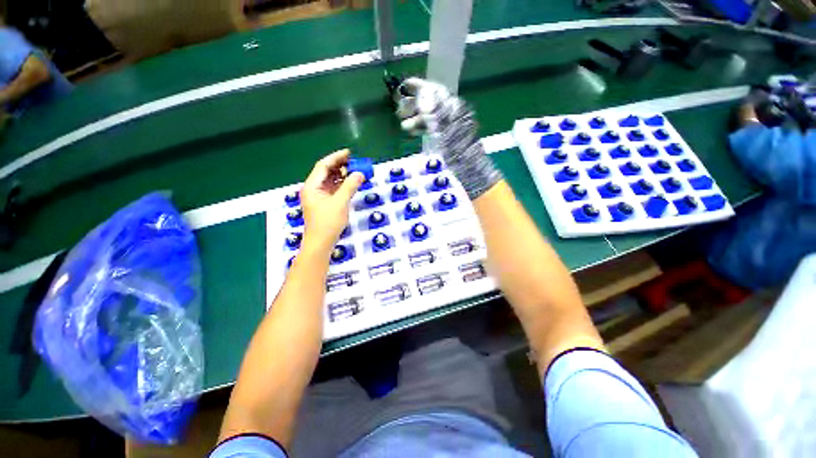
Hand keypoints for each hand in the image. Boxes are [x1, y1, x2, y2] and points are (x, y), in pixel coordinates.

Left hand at [300, 149, 363, 253]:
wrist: (321, 243)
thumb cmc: (328, 223)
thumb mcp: (340, 203)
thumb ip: (350, 186)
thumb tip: (360, 173)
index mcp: (312, 186)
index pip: (323, 166)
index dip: (336, 157)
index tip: (349, 153)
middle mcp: (313, 189)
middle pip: (326, 172)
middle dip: (340, 166)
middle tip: (355, 162)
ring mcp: (318, 197)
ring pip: (330, 181)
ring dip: (342, 175)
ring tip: (355, 171)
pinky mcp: (324, 204)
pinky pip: (333, 189)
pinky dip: (342, 185)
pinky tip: (351, 183)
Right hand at [396, 77, 500, 199]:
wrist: (470, 171)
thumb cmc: (459, 154)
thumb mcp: (447, 133)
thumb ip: (436, 113)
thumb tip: (424, 96)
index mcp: (453, 110)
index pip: (435, 91)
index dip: (420, 87)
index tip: (404, 86)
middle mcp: (451, 114)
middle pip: (430, 102)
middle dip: (414, 104)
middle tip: (400, 111)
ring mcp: (449, 125)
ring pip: (429, 116)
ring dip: (415, 118)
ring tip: (404, 126)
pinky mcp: (447, 136)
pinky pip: (432, 127)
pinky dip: (421, 128)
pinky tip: (412, 132)